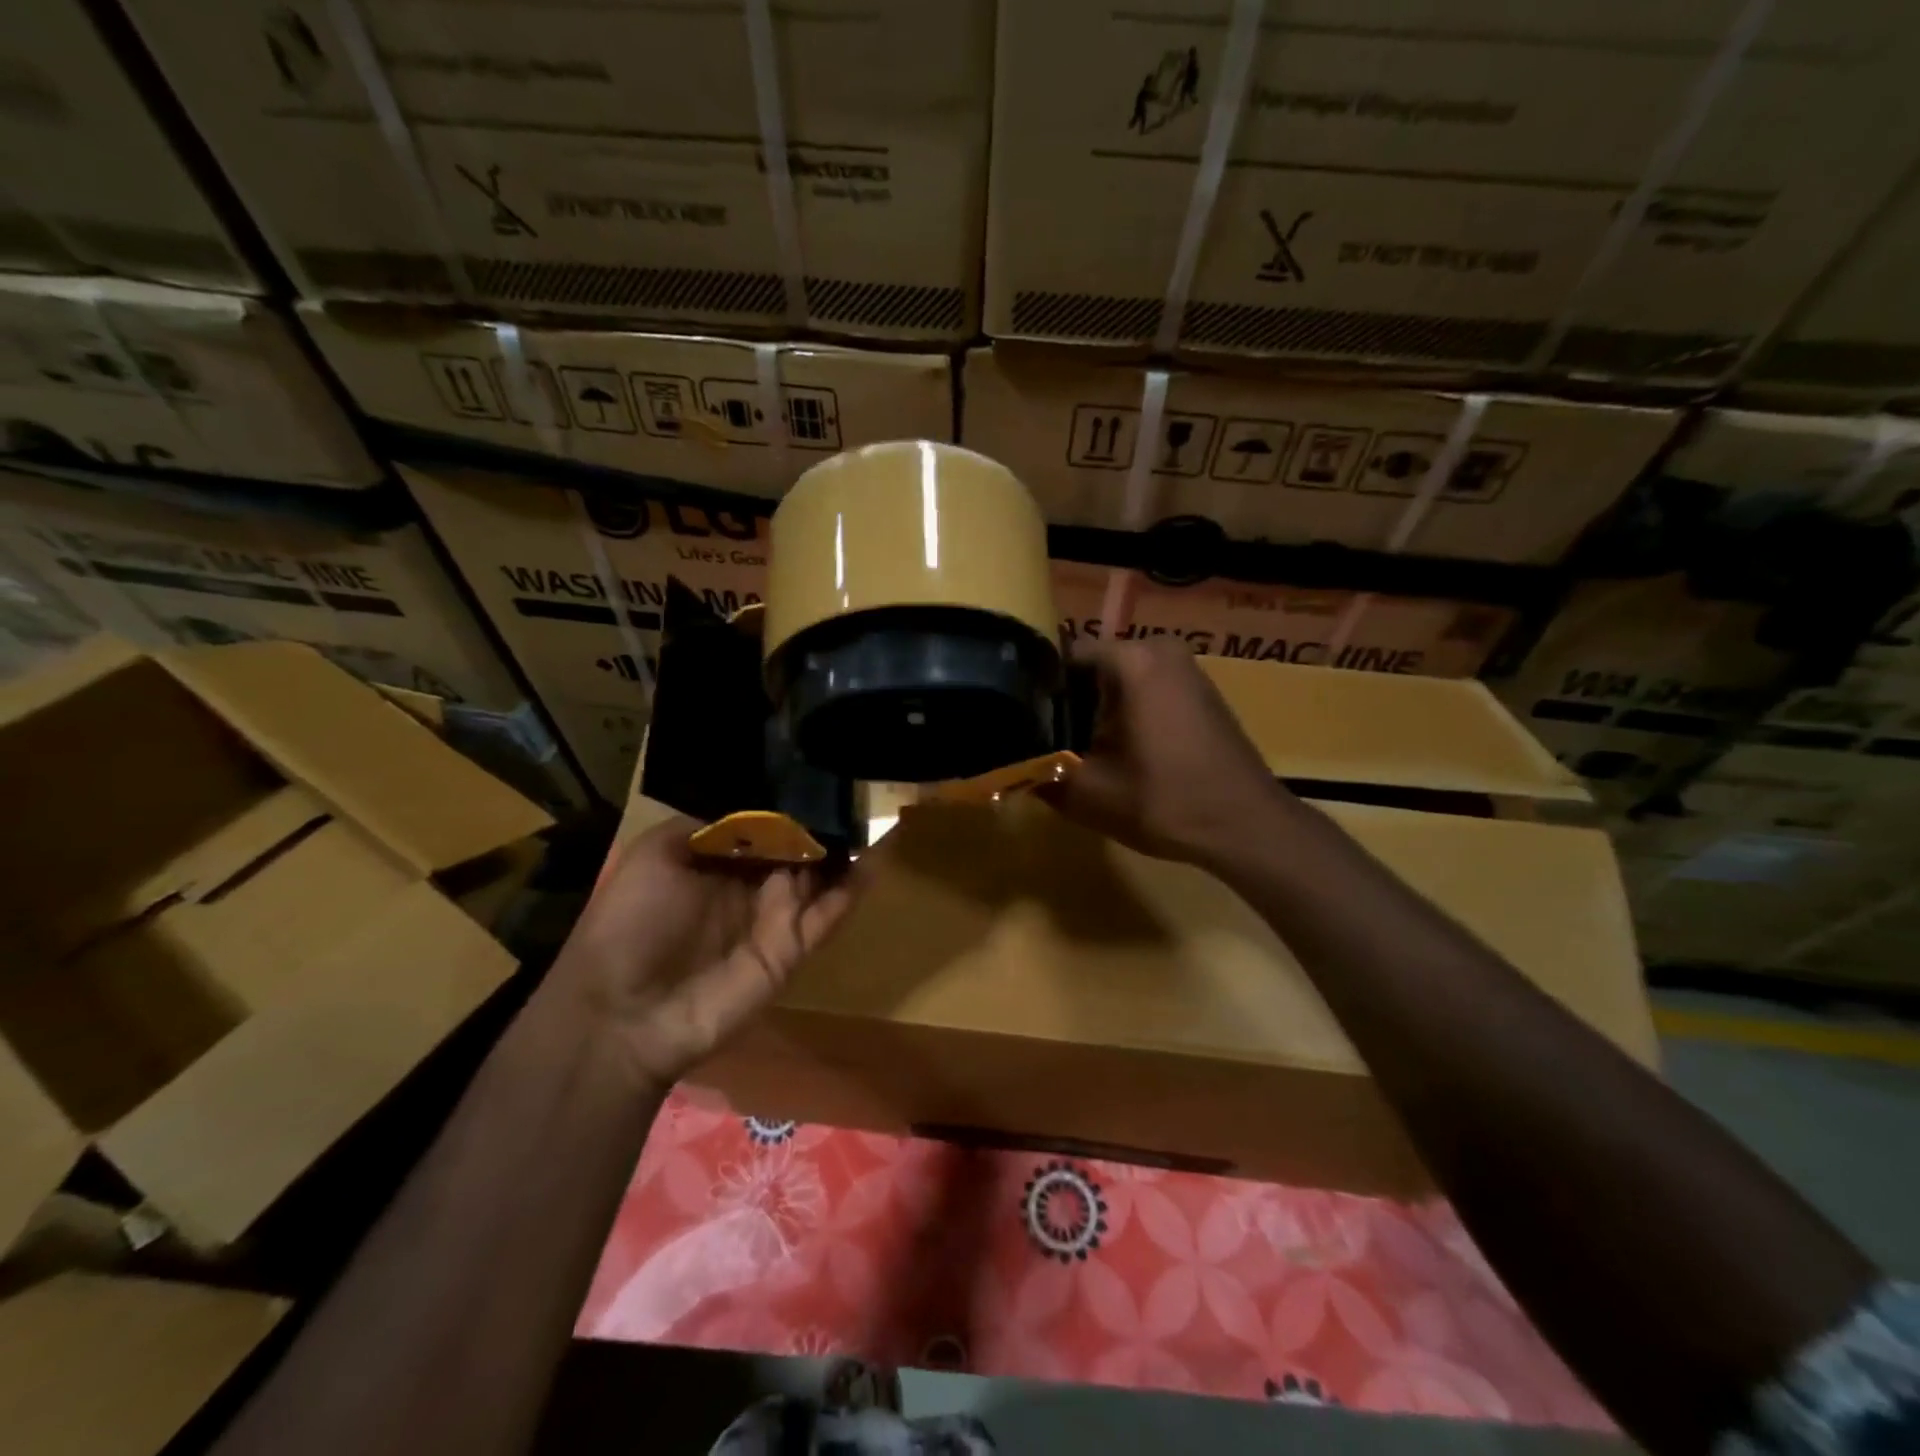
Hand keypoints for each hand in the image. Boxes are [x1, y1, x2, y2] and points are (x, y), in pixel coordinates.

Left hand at [551, 816, 860, 1085]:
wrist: (624, 1012)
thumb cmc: (631, 923)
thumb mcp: (655, 854)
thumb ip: (706, 824)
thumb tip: (758, 805)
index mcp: (717, 859)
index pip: (764, 823)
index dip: (789, 801)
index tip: (818, 770)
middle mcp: (750, 884)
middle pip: (798, 846)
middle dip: (824, 820)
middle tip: (857, 786)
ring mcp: (775, 917)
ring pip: (821, 875)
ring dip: (846, 849)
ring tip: (875, 812)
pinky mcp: (793, 948)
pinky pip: (829, 914)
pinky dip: (853, 889)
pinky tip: (876, 859)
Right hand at [1042, 639, 1290, 868]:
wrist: (1248, 827)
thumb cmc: (1166, 801)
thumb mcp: (1087, 793)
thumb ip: (1039, 772)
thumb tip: (1009, 765)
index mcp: (1132, 659)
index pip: (1062, 656)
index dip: (1036, 690)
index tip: (1021, 722)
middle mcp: (1160, 649)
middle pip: (1091, 669)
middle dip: (1067, 705)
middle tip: (1044, 744)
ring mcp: (1186, 669)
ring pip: (1119, 682)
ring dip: (1097, 713)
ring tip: (1075, 751)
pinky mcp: (1200, 693)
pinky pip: (1146, 691)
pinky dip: (1127, 716)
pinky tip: (1117, 754)